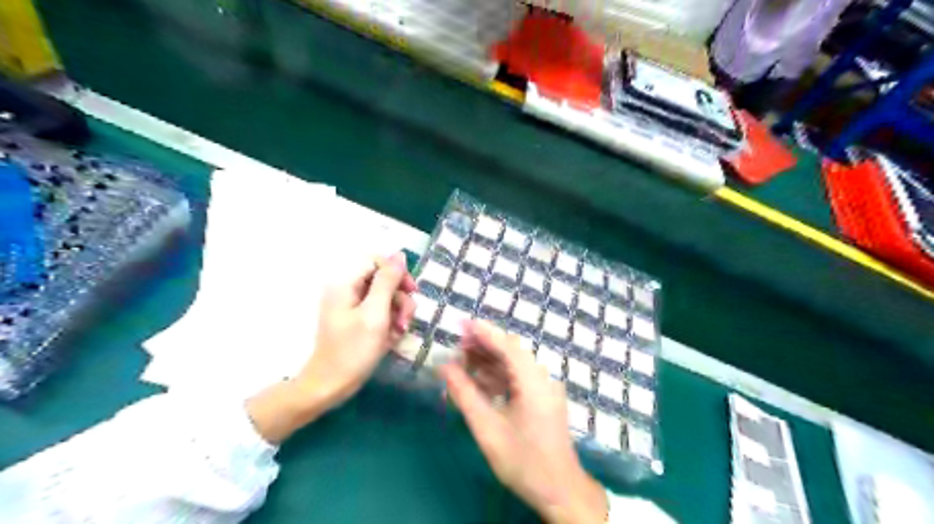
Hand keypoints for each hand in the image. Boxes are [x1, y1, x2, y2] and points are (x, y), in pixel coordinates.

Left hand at [296, 252, 417, 407]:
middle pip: (383, 280)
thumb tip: (399, 254)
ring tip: (400, 332)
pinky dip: (390, 322)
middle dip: (400, 298)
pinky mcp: (357, 321)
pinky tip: (392, 338)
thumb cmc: (353, 350)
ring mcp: (352, 307)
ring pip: (385, 297)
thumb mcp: (375, 314)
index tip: (411, 291)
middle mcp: (348, 290)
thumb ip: (388, 282)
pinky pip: (380, 312)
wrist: (331, 386)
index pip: (377, 262)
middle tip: (407, 319)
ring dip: (398, 312)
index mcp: (346, 284)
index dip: (397, 273)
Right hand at [442, 318, 609, 523]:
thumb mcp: (487, 428)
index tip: (460, 323)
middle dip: (484, 345)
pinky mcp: (544, 399)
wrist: (559, 489)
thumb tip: (444, 367)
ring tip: (462, 360)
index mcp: (533, 381)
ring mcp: (545, 388)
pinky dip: (499, 376)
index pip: (507, 345)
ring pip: (515, 364)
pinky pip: (519, 378)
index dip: (483, 332)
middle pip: (511, 351)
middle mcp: (543, 378)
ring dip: (490, 360)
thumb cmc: (522, 460)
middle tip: (457, 345)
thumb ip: (464, 394)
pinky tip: (480, 381)